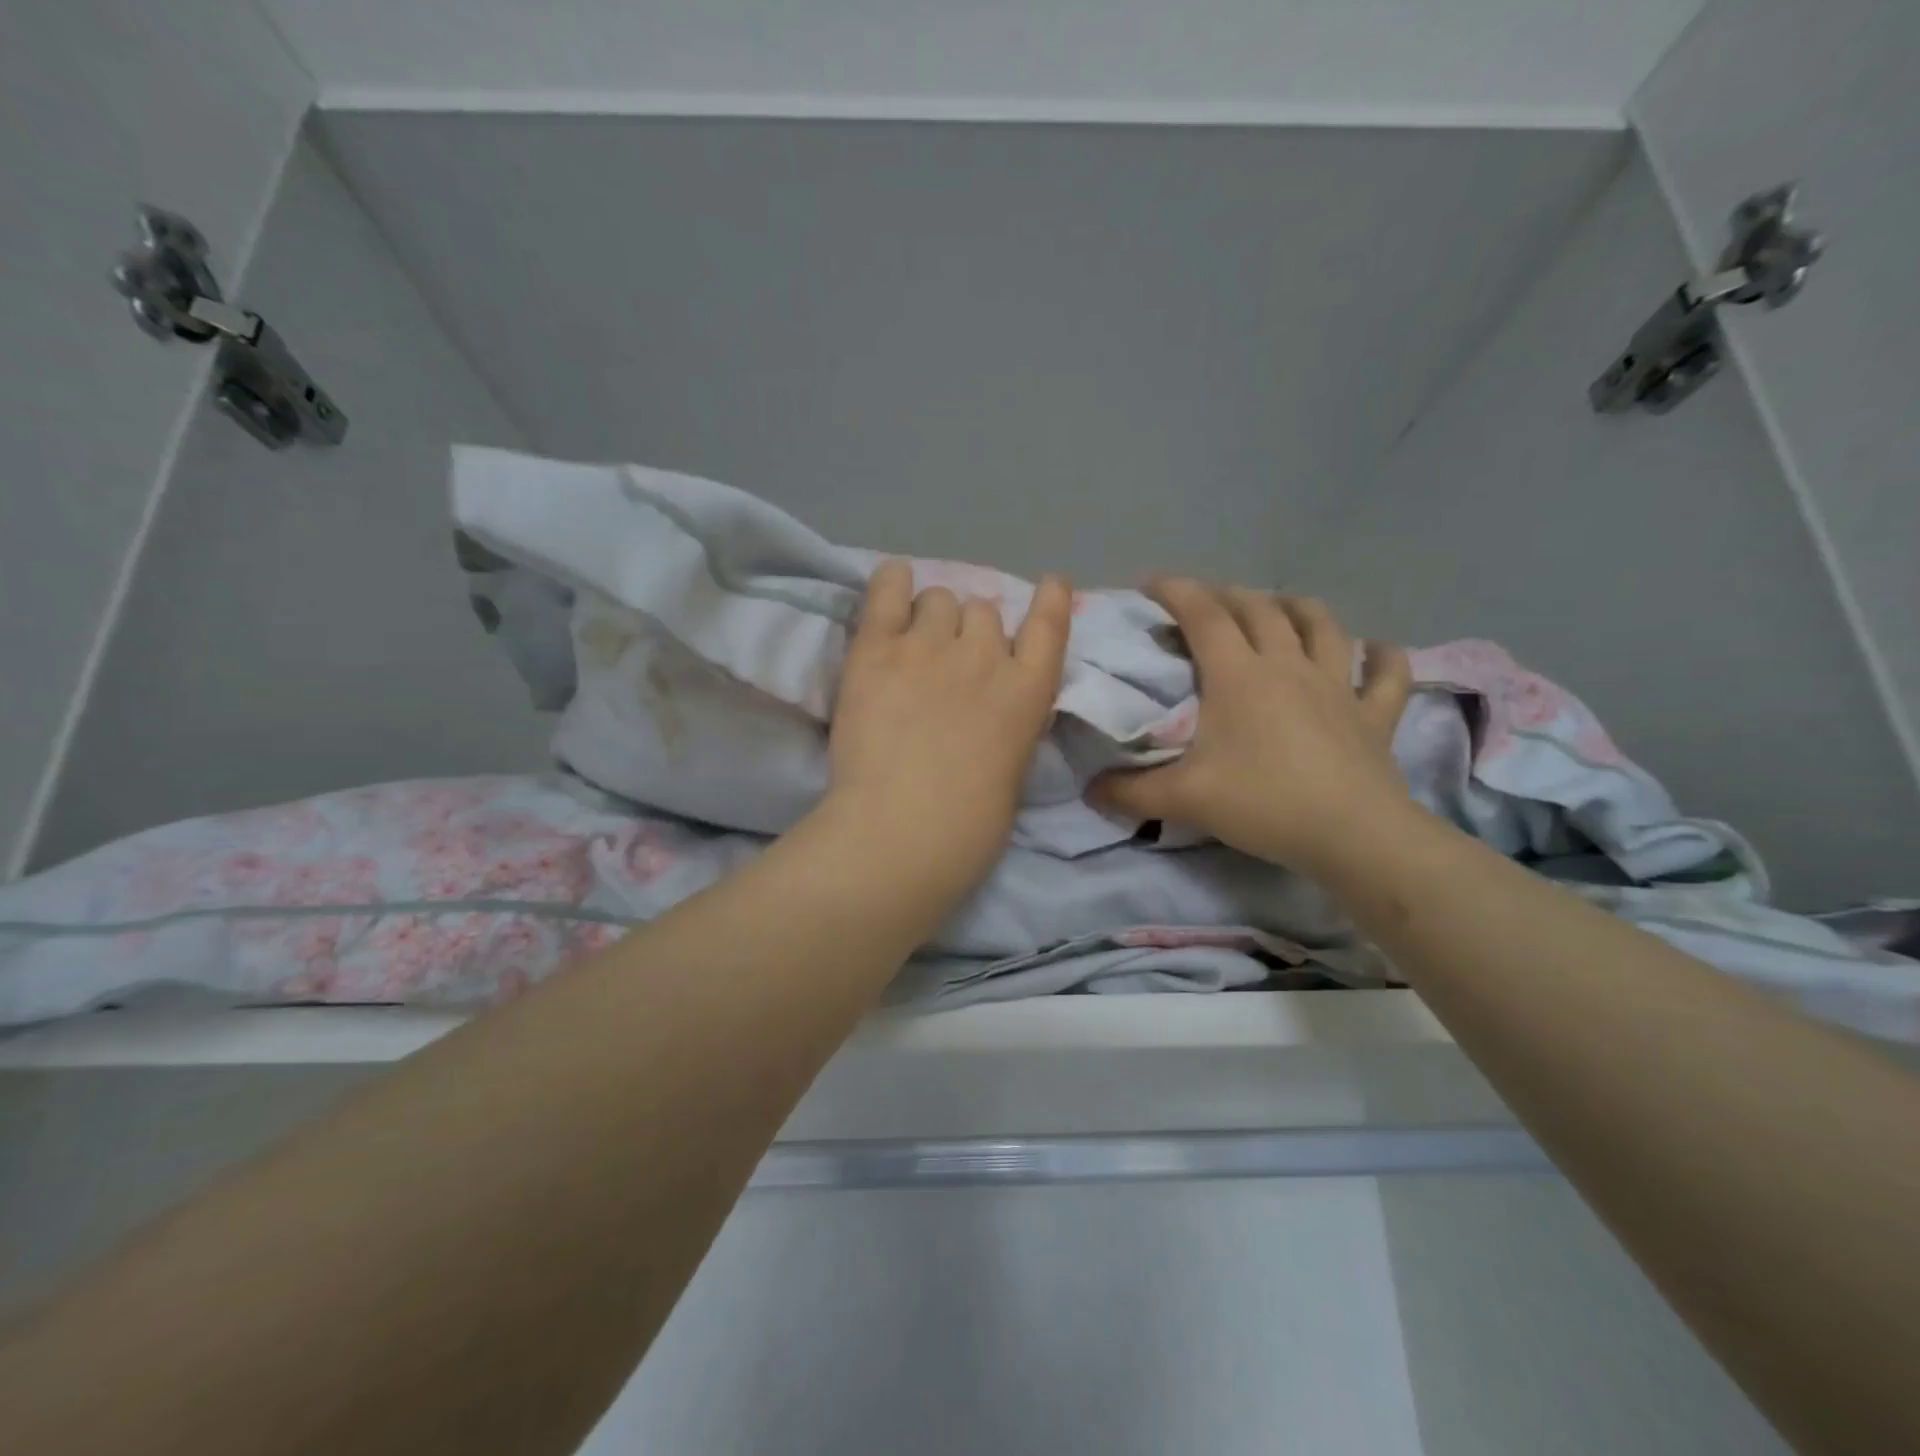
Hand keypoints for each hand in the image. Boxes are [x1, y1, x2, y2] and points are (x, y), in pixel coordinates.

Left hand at [823, 560, 1072, 897]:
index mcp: (1028, 692)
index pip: (1049, 626)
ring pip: (939, 599)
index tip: (1049, 585)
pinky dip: (893, 583)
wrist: (902, 833)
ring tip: (913, 646)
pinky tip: (894, 583)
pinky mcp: (877, 649)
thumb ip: (1007, 724)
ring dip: (932, 618)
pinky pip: (888, 592)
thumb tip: (989, 709)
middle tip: (949, 663)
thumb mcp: (1013, 771)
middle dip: (970, 631)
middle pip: (983, 611)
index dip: (1048, 600)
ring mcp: (929, 647)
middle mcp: (985, 656)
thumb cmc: (968, 828)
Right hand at [1091, 580, 1414, 878]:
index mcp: (1239, 676)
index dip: (1175, 591)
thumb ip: (1130, 793)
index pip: (1203, 615)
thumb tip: (1089, 791)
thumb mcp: (1184, 799)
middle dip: (1226, 595)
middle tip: (1204, 602)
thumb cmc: (1264, 804)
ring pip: (1321, 625)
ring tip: (1279, 606)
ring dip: (1296, 607)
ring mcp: (1338, 686)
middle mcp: (1288, 666)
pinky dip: (1384, 656)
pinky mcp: (1374, 714)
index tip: (1149, 584)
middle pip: (1258, 609)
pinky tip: (1376, 650)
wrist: (1353, 836)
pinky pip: (1387, 674)